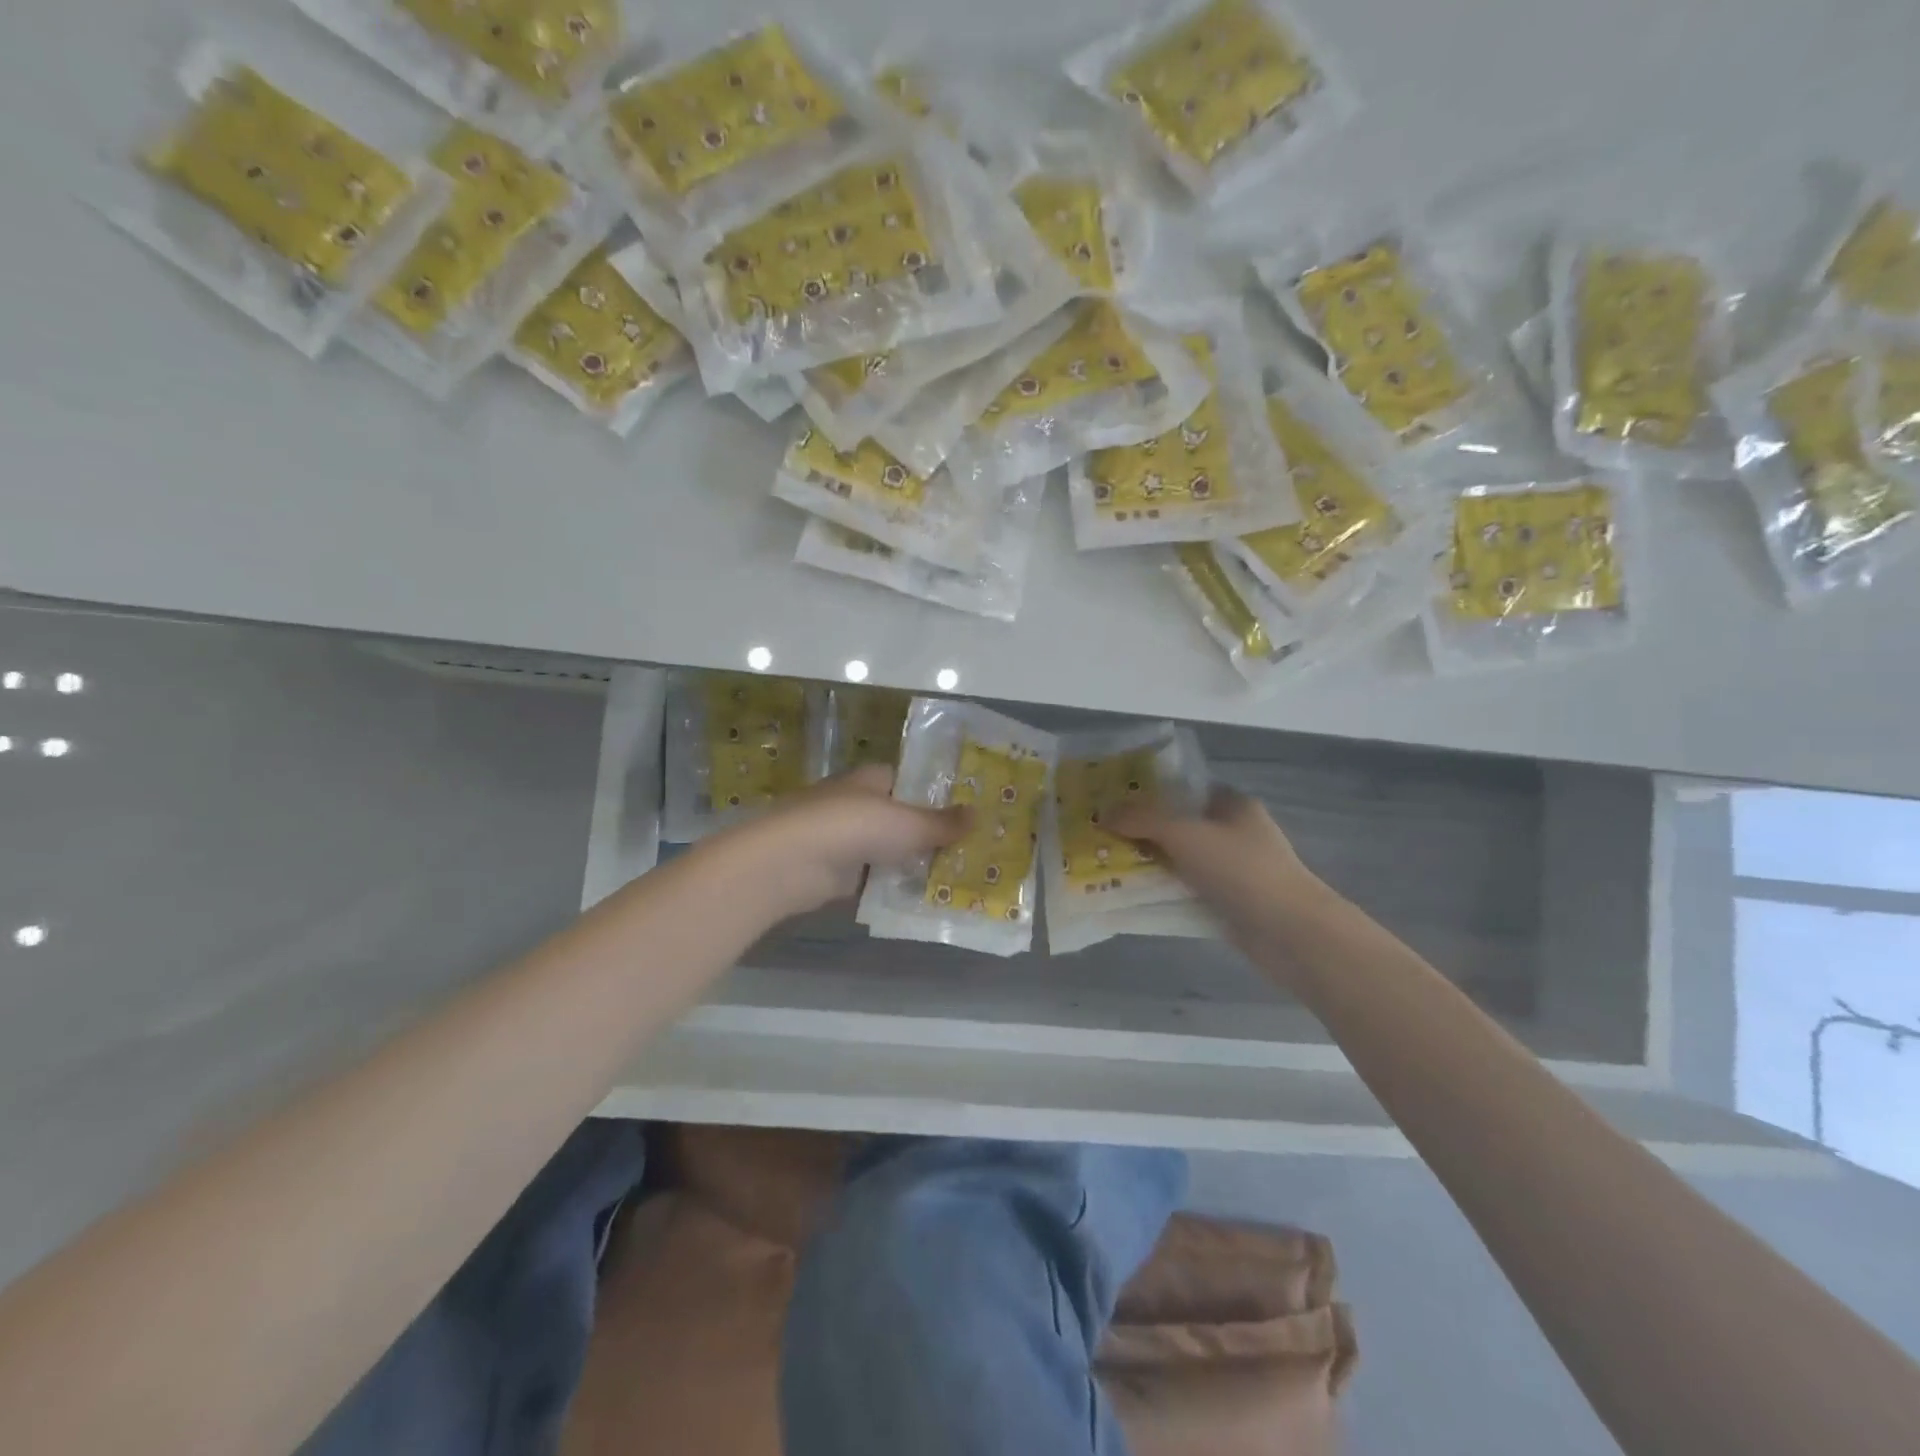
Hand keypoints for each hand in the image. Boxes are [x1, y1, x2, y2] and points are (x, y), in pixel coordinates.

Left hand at [712, 765, 970, 919]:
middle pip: (901, 817)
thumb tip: (978, 814)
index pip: (911, 780)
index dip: (938, 795)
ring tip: (955, 878)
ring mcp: (843, 838)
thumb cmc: (852, 826)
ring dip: (911, 863)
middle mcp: (857, 802)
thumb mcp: (907, 823)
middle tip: (970, 851)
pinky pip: (873, 877)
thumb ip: (941, 822)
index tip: (968, 814)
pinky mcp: (835, 871)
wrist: (790, 862)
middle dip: (929, 834)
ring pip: (888, 849)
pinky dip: (891, 886)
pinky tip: (921, 899)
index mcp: (872, 779)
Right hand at [1108, 786, 1317, 917]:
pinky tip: (1133, 896)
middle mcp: (1234, 833)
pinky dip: (1164, 892)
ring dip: (1150, 863)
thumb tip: (1102, 813)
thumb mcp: (1184, 833)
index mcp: (1232, 804)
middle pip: (1179, 825)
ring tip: (1108, 864)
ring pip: (1181, 860)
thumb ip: (1141, 820)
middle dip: (1143, 830)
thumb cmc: (1240, 869)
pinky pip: (1187, 890)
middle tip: (1102, 834)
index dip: (1149, 792)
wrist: (1289, 932)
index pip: (1185, 788)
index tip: (1113, 800)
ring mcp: (1233, 870)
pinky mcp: (1229, 903)